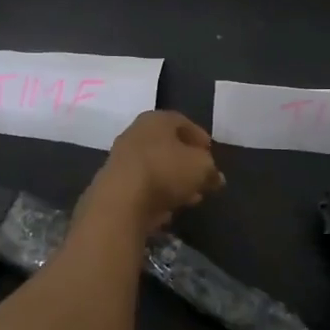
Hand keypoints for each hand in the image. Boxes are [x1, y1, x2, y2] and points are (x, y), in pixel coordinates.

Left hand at [84, 111, 225, 235]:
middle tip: (202, 178)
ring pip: (155, 167)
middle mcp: (135, 133)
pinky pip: (142, 186)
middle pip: (167, 145)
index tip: (210, 153)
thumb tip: (215, 177)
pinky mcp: (113, 184)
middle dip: (186, 163)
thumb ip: (211, 170)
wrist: (120, 201)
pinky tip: (168, 210)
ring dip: (173, 182)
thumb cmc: (165, 171)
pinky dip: (156, 195)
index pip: (182, 122)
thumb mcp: (201, 168)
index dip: (199, 137)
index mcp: (157, 120)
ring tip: (191, 198)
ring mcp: (121, 158)